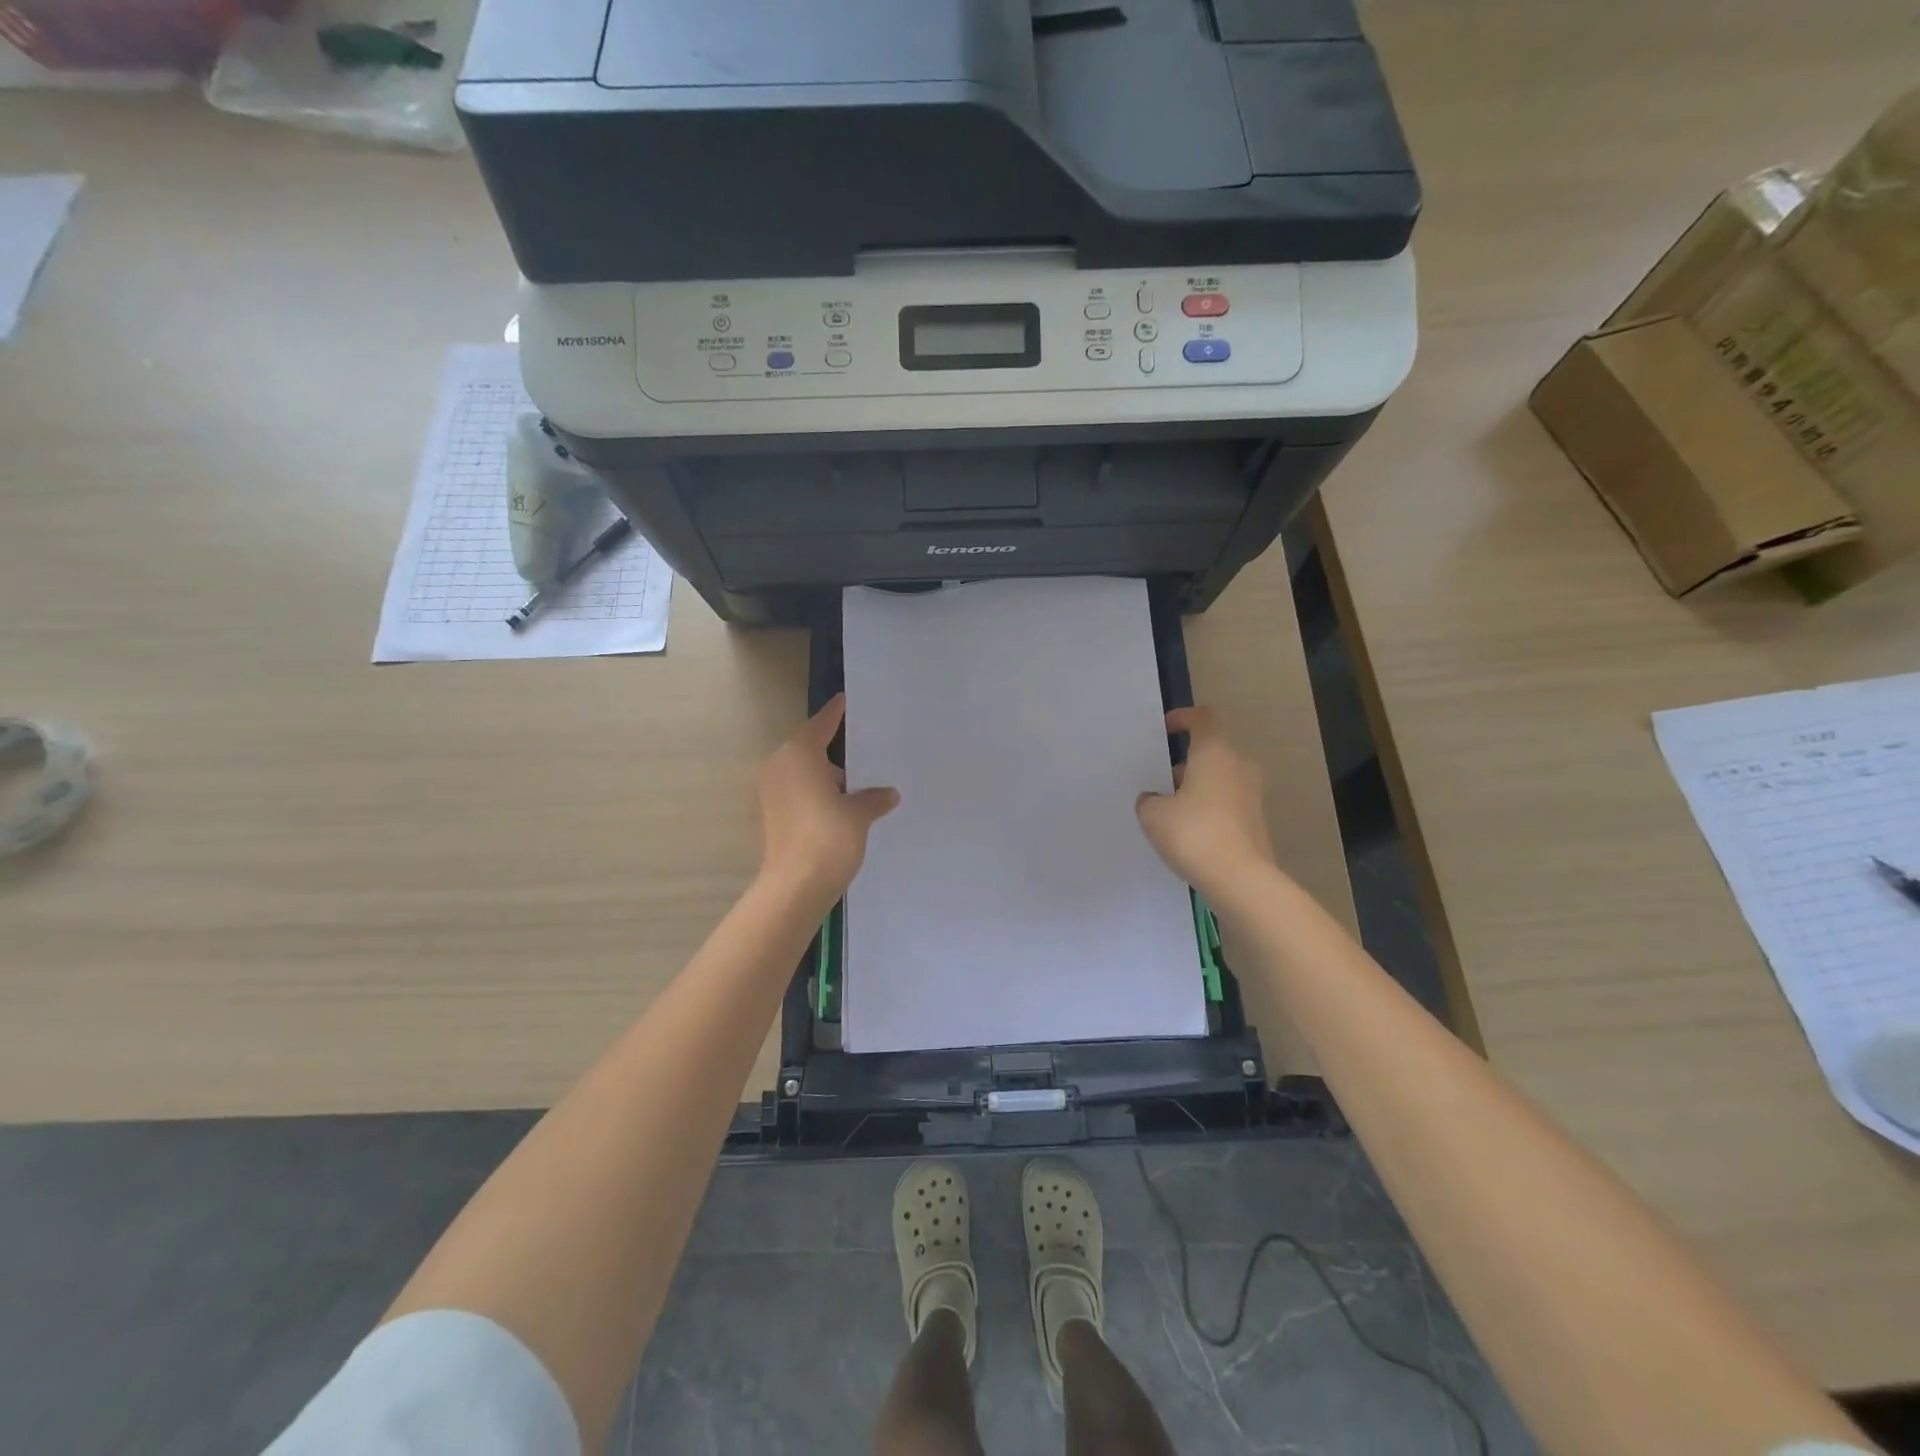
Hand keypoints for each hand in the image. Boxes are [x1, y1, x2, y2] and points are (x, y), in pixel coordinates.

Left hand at [756, 694, 898, 905]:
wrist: (795, 887)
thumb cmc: (829, 837)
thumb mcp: (859, 814)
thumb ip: (873, 798)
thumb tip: (887, 794)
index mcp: (799, 755)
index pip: (821, 725)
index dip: (836, 714)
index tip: (845, 701)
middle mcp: (778, 767)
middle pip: (810, 752)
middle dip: (835, 758)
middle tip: (864, 760)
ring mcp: (769, 793)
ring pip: (802, 776)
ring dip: (825, 782)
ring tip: (856, 793)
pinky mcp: (768, 818)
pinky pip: (795, 796)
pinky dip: (813, 799)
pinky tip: (837, 813)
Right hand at [1135, 706, 1278, 903]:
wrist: (1241, 879)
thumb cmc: (1194, 834)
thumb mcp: (1153, 815)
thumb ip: (1149, 800)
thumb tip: (1155, 799)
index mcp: (1215, 753)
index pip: (1204, 718)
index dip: (1183, 718)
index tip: (1165, 730)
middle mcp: (1238, 766)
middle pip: (1211, 750)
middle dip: (1185, 762)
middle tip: (1159, 780)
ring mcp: (1251, 794)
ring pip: (1218, 778)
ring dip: (1195, 787)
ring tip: (1169, 810)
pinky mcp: (1255, 820)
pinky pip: (1226, 802)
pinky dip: (1207, 808)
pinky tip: (1187, 832)